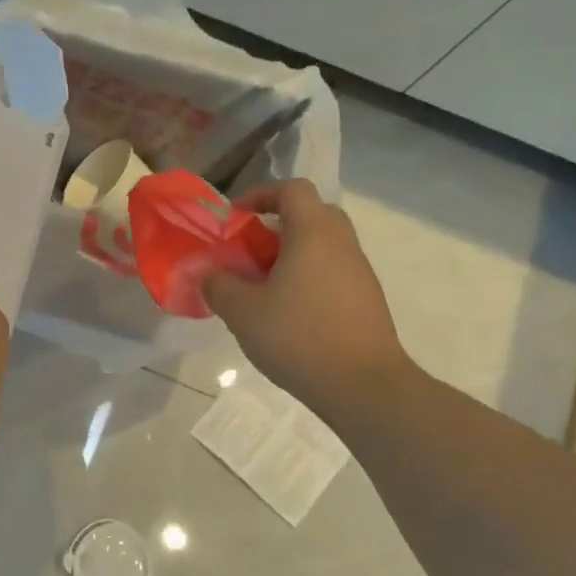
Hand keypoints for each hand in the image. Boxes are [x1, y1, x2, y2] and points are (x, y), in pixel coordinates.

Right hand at [204, 180, 409, 413]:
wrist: (363, 386)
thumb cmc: (298, 337)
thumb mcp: (242, 312)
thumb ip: (218, 285)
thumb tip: (208, 273)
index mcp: (313, 234)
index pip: (292, 189)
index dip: (261, 194)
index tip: (236, 219)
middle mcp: (342, 244)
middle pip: (312, 213)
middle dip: (278, 223)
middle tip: (251, 250)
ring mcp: (360, 272)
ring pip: (324, 244)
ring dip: (293, 253)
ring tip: (264, 285)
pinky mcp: (367, 299)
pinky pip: (334, 271)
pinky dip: (309, 277)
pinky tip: (289, 311)